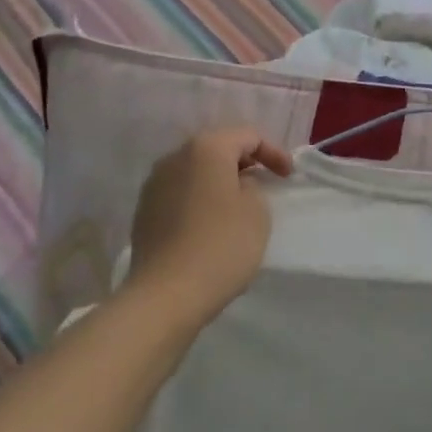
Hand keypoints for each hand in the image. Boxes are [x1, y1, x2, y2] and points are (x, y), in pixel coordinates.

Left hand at [126, 130, 293, 326]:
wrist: (166, 295)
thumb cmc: (221, 246)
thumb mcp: (257, 212)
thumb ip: (253, 187)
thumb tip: (236, 186)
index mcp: (207, 148)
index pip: (247, 136)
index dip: (273, 153)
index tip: (288, 177)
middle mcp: (175, 157)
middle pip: (217, 148)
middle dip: (244, 162)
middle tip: (264, 183)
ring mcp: (154, 184)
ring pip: (196, 171)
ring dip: (218, 181)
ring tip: (237, 204)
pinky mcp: (143, 211)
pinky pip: (180, 193)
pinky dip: (199, 199)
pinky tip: (210, 223)